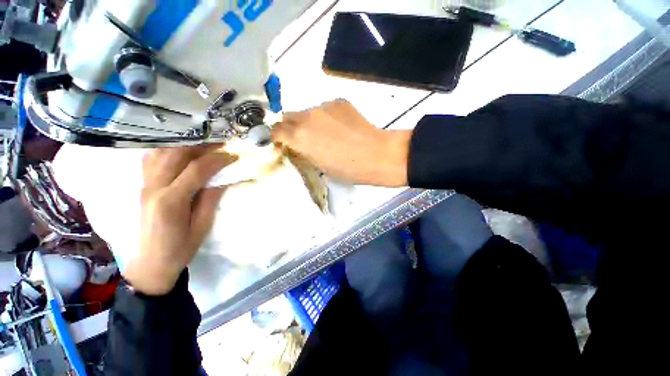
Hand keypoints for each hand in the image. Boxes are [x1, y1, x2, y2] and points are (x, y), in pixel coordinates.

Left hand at [124, 145, 236, 294]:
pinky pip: (151, 159)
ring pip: (160, 152)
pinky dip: (167, 149)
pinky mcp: (142, 186)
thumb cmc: (181, 248)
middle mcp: (154, 188)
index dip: (217, 159)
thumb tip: (223, 177)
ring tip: (203, 143)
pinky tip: (180, 149)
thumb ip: (211, 198)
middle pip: (175, 154)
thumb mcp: (202, 226)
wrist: (150, 263)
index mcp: (171, 201)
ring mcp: (144, 185)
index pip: (197, 170)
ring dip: (184, 143)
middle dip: (201, 145)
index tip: (233, 155)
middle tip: (220, 143)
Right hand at [271, 100, 410, 186]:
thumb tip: (297, 144)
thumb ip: (303, 151)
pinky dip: (326, 117)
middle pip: (288, 116)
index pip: (276, 130)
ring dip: (310, 121)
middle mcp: (307, 116)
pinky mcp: (339, 101)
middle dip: (290, 127)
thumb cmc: (347, 169)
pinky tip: (340, 127)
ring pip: (307, 111)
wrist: (376, 155)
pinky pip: (325, 108)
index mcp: (300, 136)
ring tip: (327, 133)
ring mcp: (324, 106)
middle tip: (302, 138)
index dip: (277, 137)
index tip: (282, 143)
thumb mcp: (319, 165)